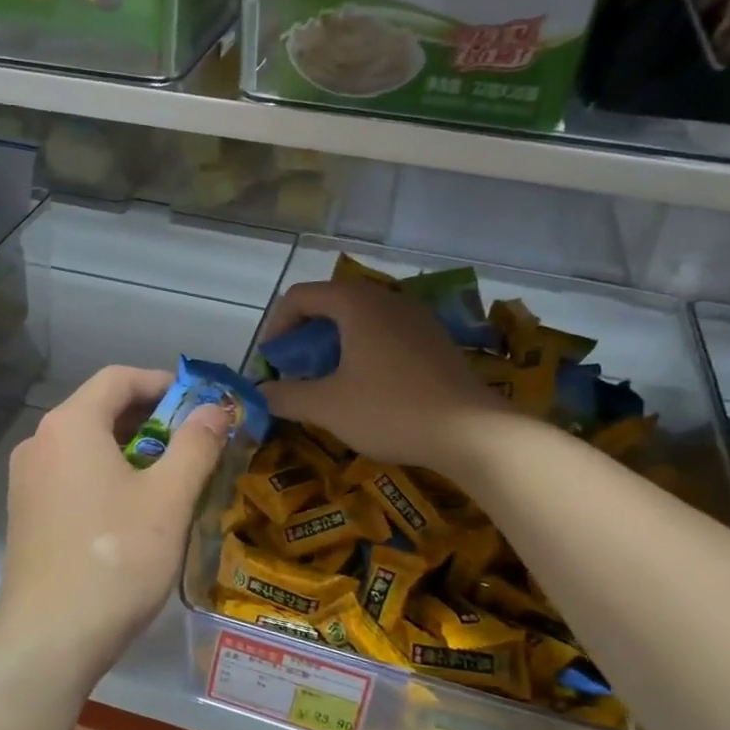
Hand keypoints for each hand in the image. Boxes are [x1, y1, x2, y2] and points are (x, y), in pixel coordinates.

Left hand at [0, 365, 231, 686]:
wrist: (49, 640)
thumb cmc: (116, 559)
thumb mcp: (169, 499)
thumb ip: (196, 445)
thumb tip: (216, 409)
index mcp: (70, 425)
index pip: (118, 378)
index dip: (163, 383)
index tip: (200, 404)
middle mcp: (39, 442)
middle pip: (99, 409)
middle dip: (150, 418)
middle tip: (193, 443)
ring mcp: (25, 481)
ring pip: (85, 445)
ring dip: (129, 449)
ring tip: (170, 477)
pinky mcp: (25, 514)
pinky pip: (71, 475)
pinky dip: (105, 475)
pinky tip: (132, 510)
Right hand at [257, 279, 495, 470]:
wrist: (470, 432)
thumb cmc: (390, 410)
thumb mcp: (327, 406)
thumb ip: (286, 395)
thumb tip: (259, 393)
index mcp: (357, 303)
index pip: (301, 296)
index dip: (277, 326)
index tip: (271, 361)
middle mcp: (387, 299)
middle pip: (332, 302)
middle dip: (305, 335)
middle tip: (295, 369)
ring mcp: (417, 317)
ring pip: (361, 318)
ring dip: (334, 343)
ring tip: (327, 379)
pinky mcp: (435, 340)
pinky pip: (387, 333)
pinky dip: (364, 350)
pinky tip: (366, 386)